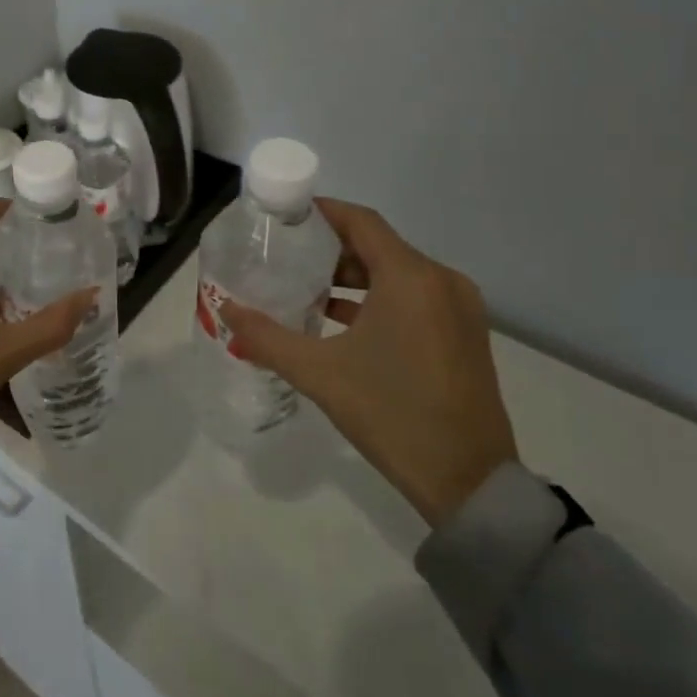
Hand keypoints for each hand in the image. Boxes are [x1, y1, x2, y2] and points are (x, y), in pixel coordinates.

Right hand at [219, 199, 518, 526]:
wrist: (469, 483)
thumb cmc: (392, 414)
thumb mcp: (320, 374)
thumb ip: (267, 337)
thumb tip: (226, 311)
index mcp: (411, 278)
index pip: (360, 221)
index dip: (320, 212)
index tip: (283, 217)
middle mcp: (441, 281)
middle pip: (377, 245)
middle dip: (330, 248)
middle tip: (285, 256)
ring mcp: (459, 308)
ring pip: (396, 272)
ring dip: (352, 276)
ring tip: (305, 288)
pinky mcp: (464, 334)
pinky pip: (414, 297)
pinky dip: (377, 299)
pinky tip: (339, 320)